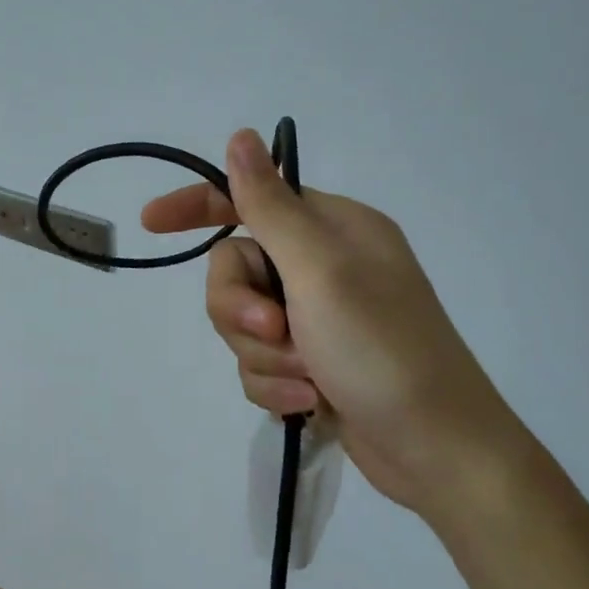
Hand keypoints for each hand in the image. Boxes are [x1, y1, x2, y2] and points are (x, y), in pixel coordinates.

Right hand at [142, 130, 527, 527]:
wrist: (437, 451)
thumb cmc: (382, 349)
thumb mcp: (320, 270)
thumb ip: (269, 206)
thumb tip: (241, 137)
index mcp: (333, 230)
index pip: (250, 201)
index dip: (199, 207)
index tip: (151, 222)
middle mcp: (324, 268)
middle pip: (236, 272)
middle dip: (242, 310)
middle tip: (276, 332)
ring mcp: (318, 320)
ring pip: (243, 325)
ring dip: (264, 356)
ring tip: (307, 379)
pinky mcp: (313, 365)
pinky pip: (260, 364)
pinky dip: (277, 385)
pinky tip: (311, 404)